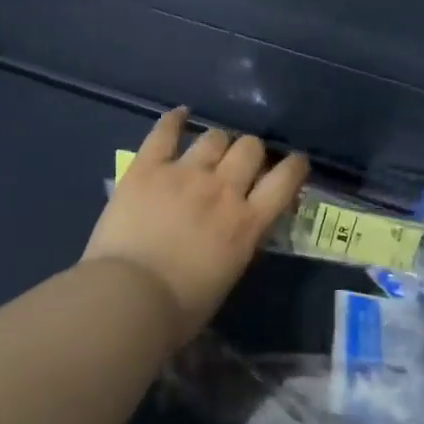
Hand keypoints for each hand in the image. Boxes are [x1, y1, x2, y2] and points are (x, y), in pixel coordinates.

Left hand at [81, 108, 308, 344]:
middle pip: (250, 148)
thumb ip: (237, 243)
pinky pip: (165, 132)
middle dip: (250, 152)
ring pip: (214, 136)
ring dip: (217, 142)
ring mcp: (184, 173)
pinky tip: (179, 114)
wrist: (128, 299)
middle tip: (239, 163)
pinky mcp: (148, 167)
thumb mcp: (227, 276)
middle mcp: (222, 189)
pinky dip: (174, 119)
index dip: (294, 166)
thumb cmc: (179, 308)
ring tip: (209, 149)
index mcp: (246, 223)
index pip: (285, 181)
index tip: (295, 162)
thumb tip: (237, 229)